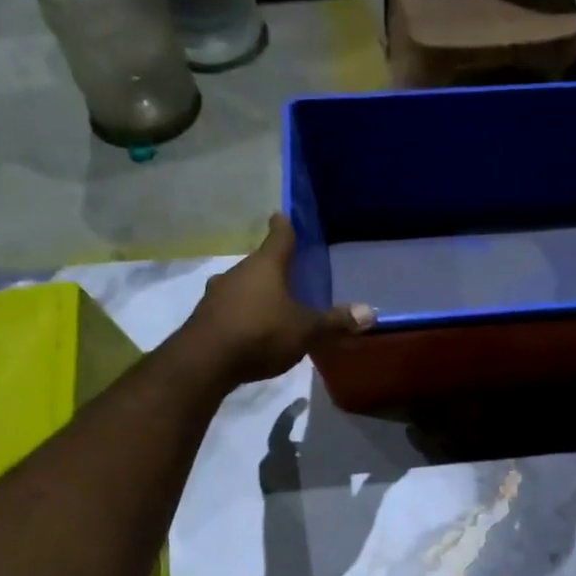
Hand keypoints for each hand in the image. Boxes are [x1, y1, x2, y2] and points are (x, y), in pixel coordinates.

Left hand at [183, 213, 373, 386]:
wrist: (204, 362)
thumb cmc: (260, 334)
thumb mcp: (306, 330)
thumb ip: (335, 322)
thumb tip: (371, 313)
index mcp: (265, 266)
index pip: (278, 236)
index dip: (283, 226)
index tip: (280, 214)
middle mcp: (238, 273)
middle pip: (258, 264)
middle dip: (272, 268)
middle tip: (287, 274)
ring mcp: (216, 295)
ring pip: (241, 287)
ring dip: (254, 293)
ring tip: (270, 305)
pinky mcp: (204, 319)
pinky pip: (228, 310)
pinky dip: (240, 315)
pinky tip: (249, 330)